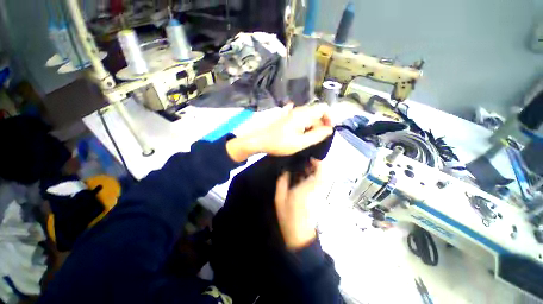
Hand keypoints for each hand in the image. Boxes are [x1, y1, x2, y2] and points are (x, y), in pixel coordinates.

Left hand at [226, 104, 332, 161]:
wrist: (259, 140)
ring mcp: (291, 113)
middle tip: (316, 139)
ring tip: (307, 139)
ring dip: (312, 127)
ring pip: (308, 116)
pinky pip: (300, 119)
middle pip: (316, 113)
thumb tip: (329, 129)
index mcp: (302, 114)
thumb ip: (316, 136)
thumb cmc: (279, 143)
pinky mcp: (287, 117)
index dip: (329, 118)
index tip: (328, 130)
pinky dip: (304, 126)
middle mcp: (298, 110)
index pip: (323, 108)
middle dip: (320, 125)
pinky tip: (300, 135)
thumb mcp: (300, 143)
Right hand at [275, 159, 321, 248]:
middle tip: (304, 164)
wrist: (299, 234)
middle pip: (323, 173)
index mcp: (308, 188)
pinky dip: (315, 179)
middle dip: (316, 166)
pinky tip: (304, 180)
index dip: (318, 163)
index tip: (310, 159)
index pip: (320, 172)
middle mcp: (317, 189)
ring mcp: (320, 194)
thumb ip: (282, 182)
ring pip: (323, 178)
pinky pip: (320, 184)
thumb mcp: (280, 198)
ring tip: (303, 170)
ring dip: (315, 172)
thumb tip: (286, 171)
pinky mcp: (320, 198)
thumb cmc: (288, 215)